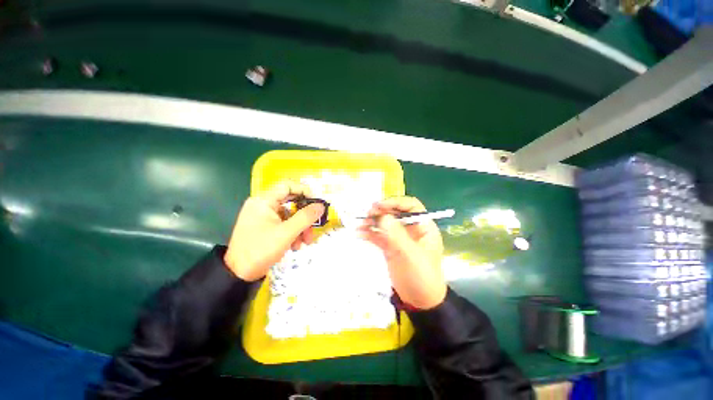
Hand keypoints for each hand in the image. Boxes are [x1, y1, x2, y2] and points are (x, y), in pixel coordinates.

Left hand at [224, 181, 325, 280]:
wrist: (238, 274)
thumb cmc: (260, 250)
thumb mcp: (286, 233)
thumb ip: (305, 217)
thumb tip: (321, 205)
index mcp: (263, 201)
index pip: (287, 185)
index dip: (304, 191)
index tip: (316, 203)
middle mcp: (263, 205)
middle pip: (291, 202)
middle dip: (304, 215)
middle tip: (314, 226)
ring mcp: (263, 216)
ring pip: (289, 215)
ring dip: (300, 227)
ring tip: (305, 242)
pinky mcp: (265, 227)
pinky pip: (284, 224)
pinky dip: (292, 232)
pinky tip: (295, 245)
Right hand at [360, 197, 446, 309]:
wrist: (419, 301)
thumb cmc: (421, 276)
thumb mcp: (410, 255)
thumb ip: (396, 235)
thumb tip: (383, 216)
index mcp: (423, 227)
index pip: (411, 206)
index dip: (395, 202)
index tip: (379, 206)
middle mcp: (411, 229)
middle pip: (395, 213)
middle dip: (381, 212)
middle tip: (367, 214)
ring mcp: (400, 237)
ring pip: (385, 224)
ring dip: (372, 222)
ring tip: (360, 224)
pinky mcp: (390, 246)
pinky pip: (379, 236)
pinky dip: (369, 234)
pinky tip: (359, 234)